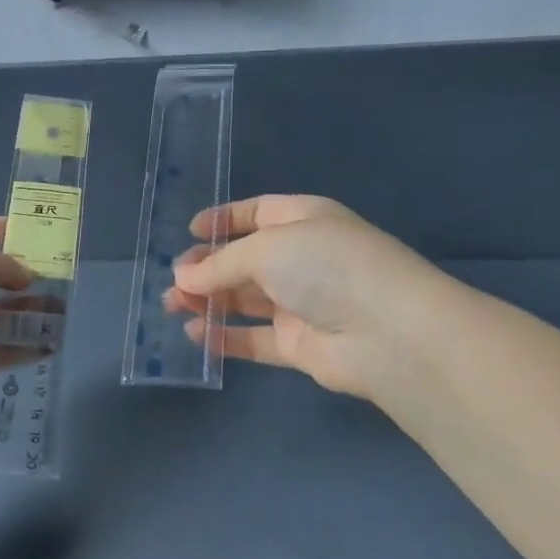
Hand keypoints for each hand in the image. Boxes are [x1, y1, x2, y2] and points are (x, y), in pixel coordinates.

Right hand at [166, 195, 436, 400]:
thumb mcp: (266, 248)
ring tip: (172, 306)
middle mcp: (304, 258)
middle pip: (246, 260)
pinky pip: (255, 339)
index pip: (258, 213)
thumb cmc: (327, 266)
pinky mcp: (300, 345)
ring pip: (246, 299)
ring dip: (209, 301)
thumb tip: (182, 278)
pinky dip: (225, 337)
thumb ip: (221, 263)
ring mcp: (303, 303)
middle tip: (174, 281)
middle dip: (207, 268)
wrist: (387, 332)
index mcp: (304, 220)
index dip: (224, 220)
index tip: (190, 232)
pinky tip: (195, 335)